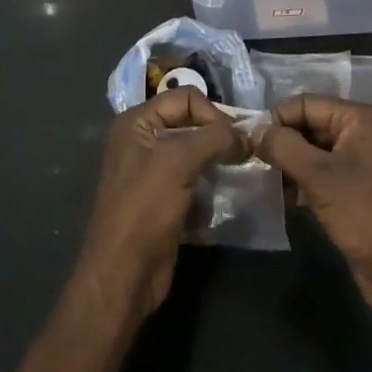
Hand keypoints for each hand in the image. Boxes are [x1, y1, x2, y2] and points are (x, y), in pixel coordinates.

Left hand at [76, 88, 242, 317]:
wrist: (124, 273)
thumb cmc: (144, 208)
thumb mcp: (178, 162)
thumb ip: (214, 139)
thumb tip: (247, 135)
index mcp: (136, 123)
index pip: (184, 97)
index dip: (212, 113)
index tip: (234, 139)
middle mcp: (143, 141)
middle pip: (191, 123)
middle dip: (219, 135)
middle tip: (247, 152)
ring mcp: (154, 172)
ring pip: (196, 153)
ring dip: (221, 159)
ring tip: (244, 169)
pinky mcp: (166, 200)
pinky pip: (197, 180)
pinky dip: (215, 182)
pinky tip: (233, 190)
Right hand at [256, 95, 371, 317]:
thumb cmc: (365, 214)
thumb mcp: (319, 176)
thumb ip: (283, 146)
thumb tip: (254, 131)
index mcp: (359, 119)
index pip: (305, 103)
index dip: (276, 119)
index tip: (248, 143)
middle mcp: (361, 133)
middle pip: (309, 125)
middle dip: (281, 143)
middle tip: (250, 163)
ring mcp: (359, 163)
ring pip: (312, 151)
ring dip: (287, 165)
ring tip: (263, 182)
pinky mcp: (355, 190)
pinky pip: (321, 174)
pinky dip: (300, 182)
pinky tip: (282, 198)